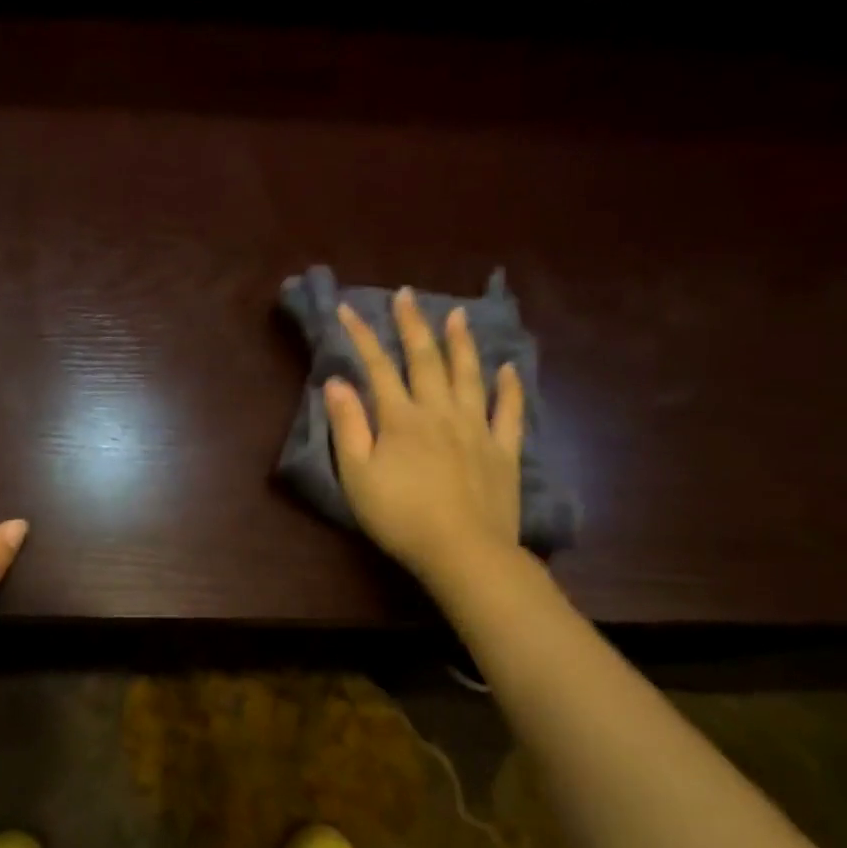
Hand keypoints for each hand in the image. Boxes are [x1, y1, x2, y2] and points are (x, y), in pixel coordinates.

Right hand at [324, 292, 523, 584]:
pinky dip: (509, 386)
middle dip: (412, 325)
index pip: (378, 367)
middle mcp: (440, 412)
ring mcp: (476, 428)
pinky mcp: (503, 449)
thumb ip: (348, 425)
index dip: (361, 336)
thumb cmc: (400, 515)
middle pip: (425, 360)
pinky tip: (508, 368)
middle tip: (407, 295)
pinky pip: (509, 410)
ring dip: (461, 343)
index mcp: (401, 418)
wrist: (463, 552)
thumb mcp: (357, 474)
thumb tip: (337, 382)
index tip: (347, 308)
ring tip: (456, 315)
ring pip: (468, 375)